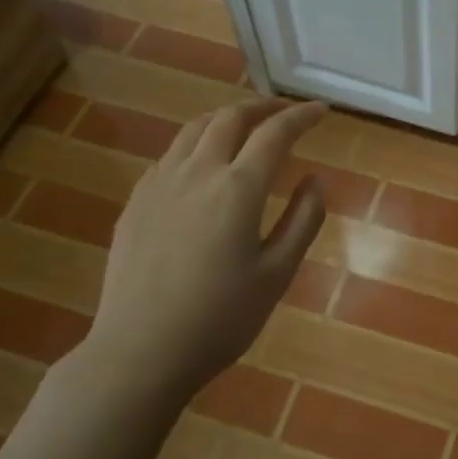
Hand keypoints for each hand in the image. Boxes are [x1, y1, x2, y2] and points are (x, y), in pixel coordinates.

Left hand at [85, 97, 327, 394]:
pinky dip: (197, 143)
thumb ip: (302, 221)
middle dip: (262, 107)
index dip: (301, 116)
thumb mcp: (276, 274)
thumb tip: (315, 180)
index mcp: (237, 189)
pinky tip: (203, 165)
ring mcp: (159, 183)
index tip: (321, 110)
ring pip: (194, 129)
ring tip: (246, 127)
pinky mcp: (136, 201)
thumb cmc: (220, 319)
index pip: (275, 133)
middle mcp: (196, 172)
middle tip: (285, 113)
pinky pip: (170, 154)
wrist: (140, 350)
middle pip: (230, 118)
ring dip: (226, 118)